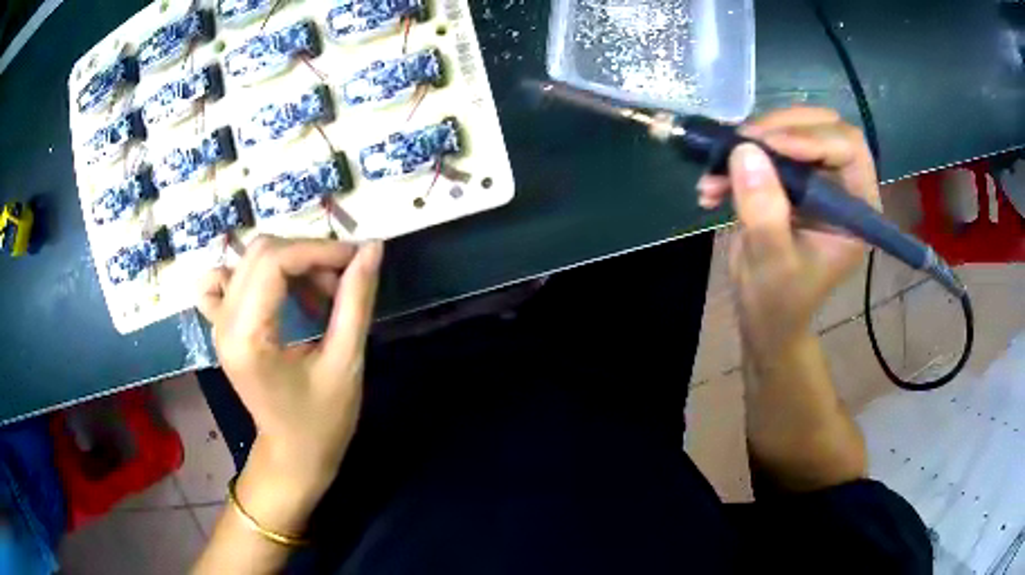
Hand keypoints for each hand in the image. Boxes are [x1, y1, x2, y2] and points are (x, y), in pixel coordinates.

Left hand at [197, 236, 383, 488]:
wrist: (293, 455)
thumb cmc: (322, 420)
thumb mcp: (346, 363)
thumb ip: (356, 301)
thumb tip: (372, 248)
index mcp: (248, 338)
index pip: (274, 261)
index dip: (318, 250)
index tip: (356, 259)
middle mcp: (224, 323)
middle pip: (261, 253)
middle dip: (308, 255)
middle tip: (341, 282)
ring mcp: (218, 323)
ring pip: (250, 260)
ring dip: (290, 264)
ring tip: (318, 294)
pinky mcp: (221, 326)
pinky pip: (223, 281)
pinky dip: (252, 273)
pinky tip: (274, 291)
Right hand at [697, 107, 879, 357]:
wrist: (764, 317)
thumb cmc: (779, 302)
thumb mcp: (772, 262)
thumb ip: (764, 211)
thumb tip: (745, 150)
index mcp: (856, 209)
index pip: (848, 149)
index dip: (811, 138)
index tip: (766, 145)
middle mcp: (842, 187)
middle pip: (822, 127)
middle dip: (779, 128)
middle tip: (741, 141)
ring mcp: (815, 179)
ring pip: (793, 130)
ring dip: (752, 141)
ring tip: (715, 168)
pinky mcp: (790, 179)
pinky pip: (767, 147)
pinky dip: (737, 158)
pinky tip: (712, 184)